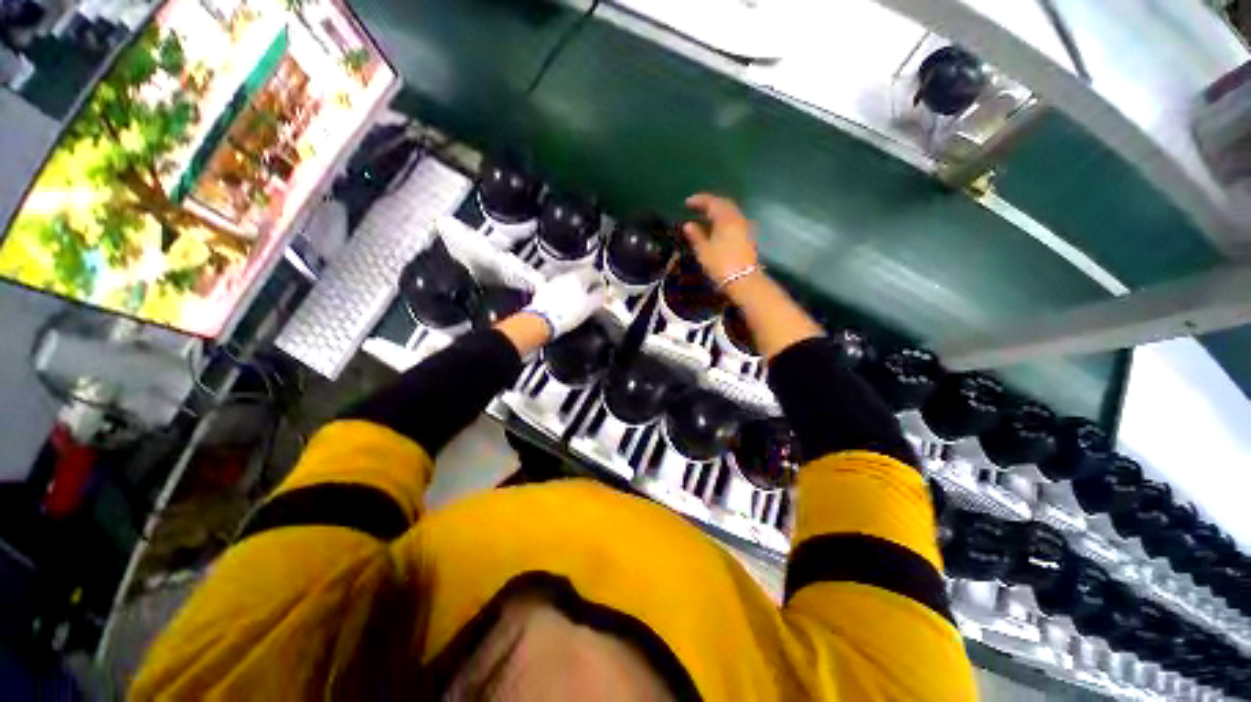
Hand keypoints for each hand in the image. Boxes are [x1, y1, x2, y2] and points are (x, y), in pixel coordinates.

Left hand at [524, 268, 606, 339]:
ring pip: (568, 283)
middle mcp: (565, 275)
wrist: (543, 321)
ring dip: (575, 290)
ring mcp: (553, 282)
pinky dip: (563, 296)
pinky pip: (558, 291)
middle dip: (587, 286)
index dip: (600, 282)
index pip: (594, 273)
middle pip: (580, 277)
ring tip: (578, 303)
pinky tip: (565, 306)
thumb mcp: (591, 306)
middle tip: (592, 297)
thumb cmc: (569, 312)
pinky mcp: (543, 292)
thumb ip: (599, 297)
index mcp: (578, 276)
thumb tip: (603, 292)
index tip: (603, 291)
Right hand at [682, 194, 759, 286]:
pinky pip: (734, 220)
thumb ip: (696, 236)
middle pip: (724, 204)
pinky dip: (724, 219)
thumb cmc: (721, 265)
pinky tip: (718, 227)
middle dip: (710, 203)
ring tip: (706, 216)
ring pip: (730, 212)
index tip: (687, 202)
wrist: (744, 280)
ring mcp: (745, 227)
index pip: (712, 202)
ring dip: (718, 211)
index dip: (699, 200)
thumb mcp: (704, 251)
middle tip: (697, 207)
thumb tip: (688, 225)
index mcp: (725, 218)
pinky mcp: (748, 236)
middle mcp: (737, 218)